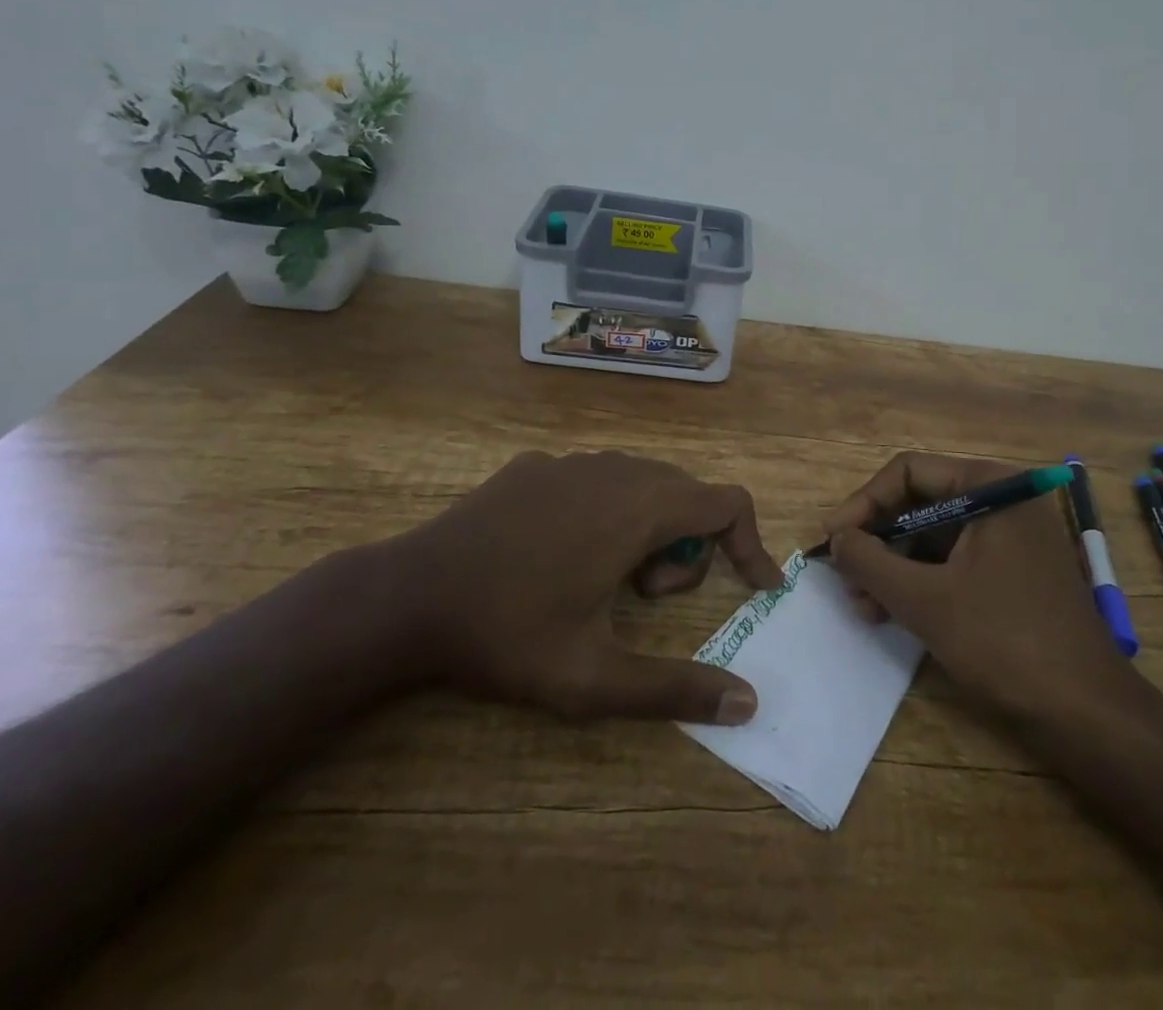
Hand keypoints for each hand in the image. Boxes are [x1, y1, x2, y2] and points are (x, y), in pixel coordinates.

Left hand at [376, 450, 782, 724]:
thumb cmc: (509, 634)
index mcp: (640, 508)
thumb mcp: (594, 678)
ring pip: (643, 483)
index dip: (751, 543)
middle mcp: (615, 469)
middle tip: (648, 597)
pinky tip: (562, 551)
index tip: (756, 588)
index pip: (728, 503)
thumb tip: (749, 703)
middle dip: (689, 547)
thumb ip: (676, 689)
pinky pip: (598, 478)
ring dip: (649, 527)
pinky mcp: (536, 465)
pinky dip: (607, 510)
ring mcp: (571, 461)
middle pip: (688, 494)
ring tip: (606, 578)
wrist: (407, 596)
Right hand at [820, 453, 1133, 723]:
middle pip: (919, 502)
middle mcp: (1002, 499)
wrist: (1089, 715)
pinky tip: (890, 612)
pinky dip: (920, 582)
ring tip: (861, 604)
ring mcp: (1010, 536)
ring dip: (893, 566)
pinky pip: (954, 561)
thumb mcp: (926, 600)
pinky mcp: (1012, 571)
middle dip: (877, 540)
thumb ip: (871, 562)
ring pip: (933, 536)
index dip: (863, 503)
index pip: (908, 472)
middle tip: (842, 576)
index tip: (832, 539)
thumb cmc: (1005, 642)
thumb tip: (835, 537)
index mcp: (990, 485)